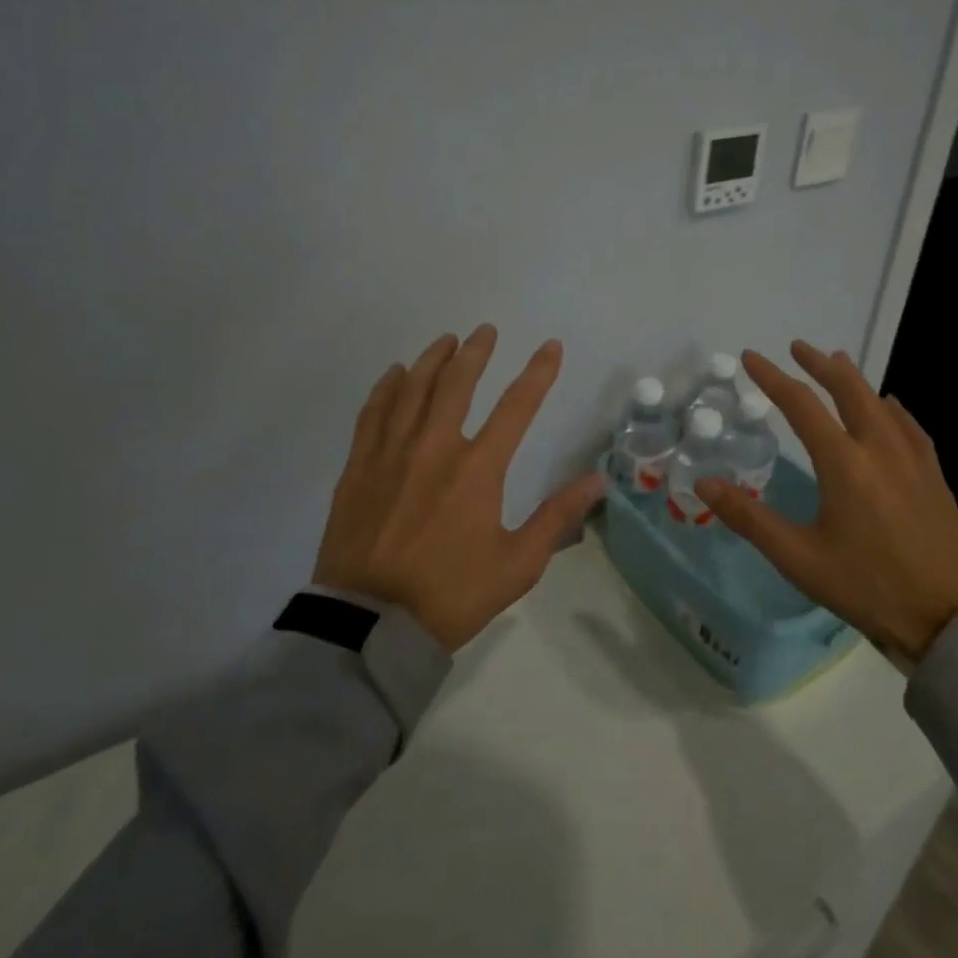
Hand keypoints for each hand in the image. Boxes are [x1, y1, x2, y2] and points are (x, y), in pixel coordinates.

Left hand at [314, 325, 604, 651]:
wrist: (371, 626)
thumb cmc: (451, 595)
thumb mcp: (517, 564)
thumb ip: (557, 517)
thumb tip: (598, 482)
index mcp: (478, 469)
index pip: (516, 407)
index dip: (538, 373)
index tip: (550, 347)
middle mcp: (434, 448)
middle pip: (457, 384)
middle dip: (475, 352)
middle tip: (485, 331)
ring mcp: (391, 454)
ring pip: (412, 389)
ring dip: (432, 360)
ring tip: (446, 341)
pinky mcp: (359, 468)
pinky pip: (373, 413)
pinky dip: (386, 388)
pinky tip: (395, 374)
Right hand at [694, 341, 957, 662]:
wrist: (950, 619)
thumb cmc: (868, 588)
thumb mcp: (799, 559)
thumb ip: (749, 518)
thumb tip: (704, 483)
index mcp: (843, 463)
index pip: (801, 405)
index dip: (772, 378)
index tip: (750, 358)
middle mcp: (880, 449)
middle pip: (848, 390)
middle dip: (820, 364)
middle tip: (798, 347)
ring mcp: (914, 460)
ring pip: (881, 403)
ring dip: (855, 380)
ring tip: (839, 362)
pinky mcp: (935, 477)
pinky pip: (909, 426)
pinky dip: (891, 408)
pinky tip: (892, 408)